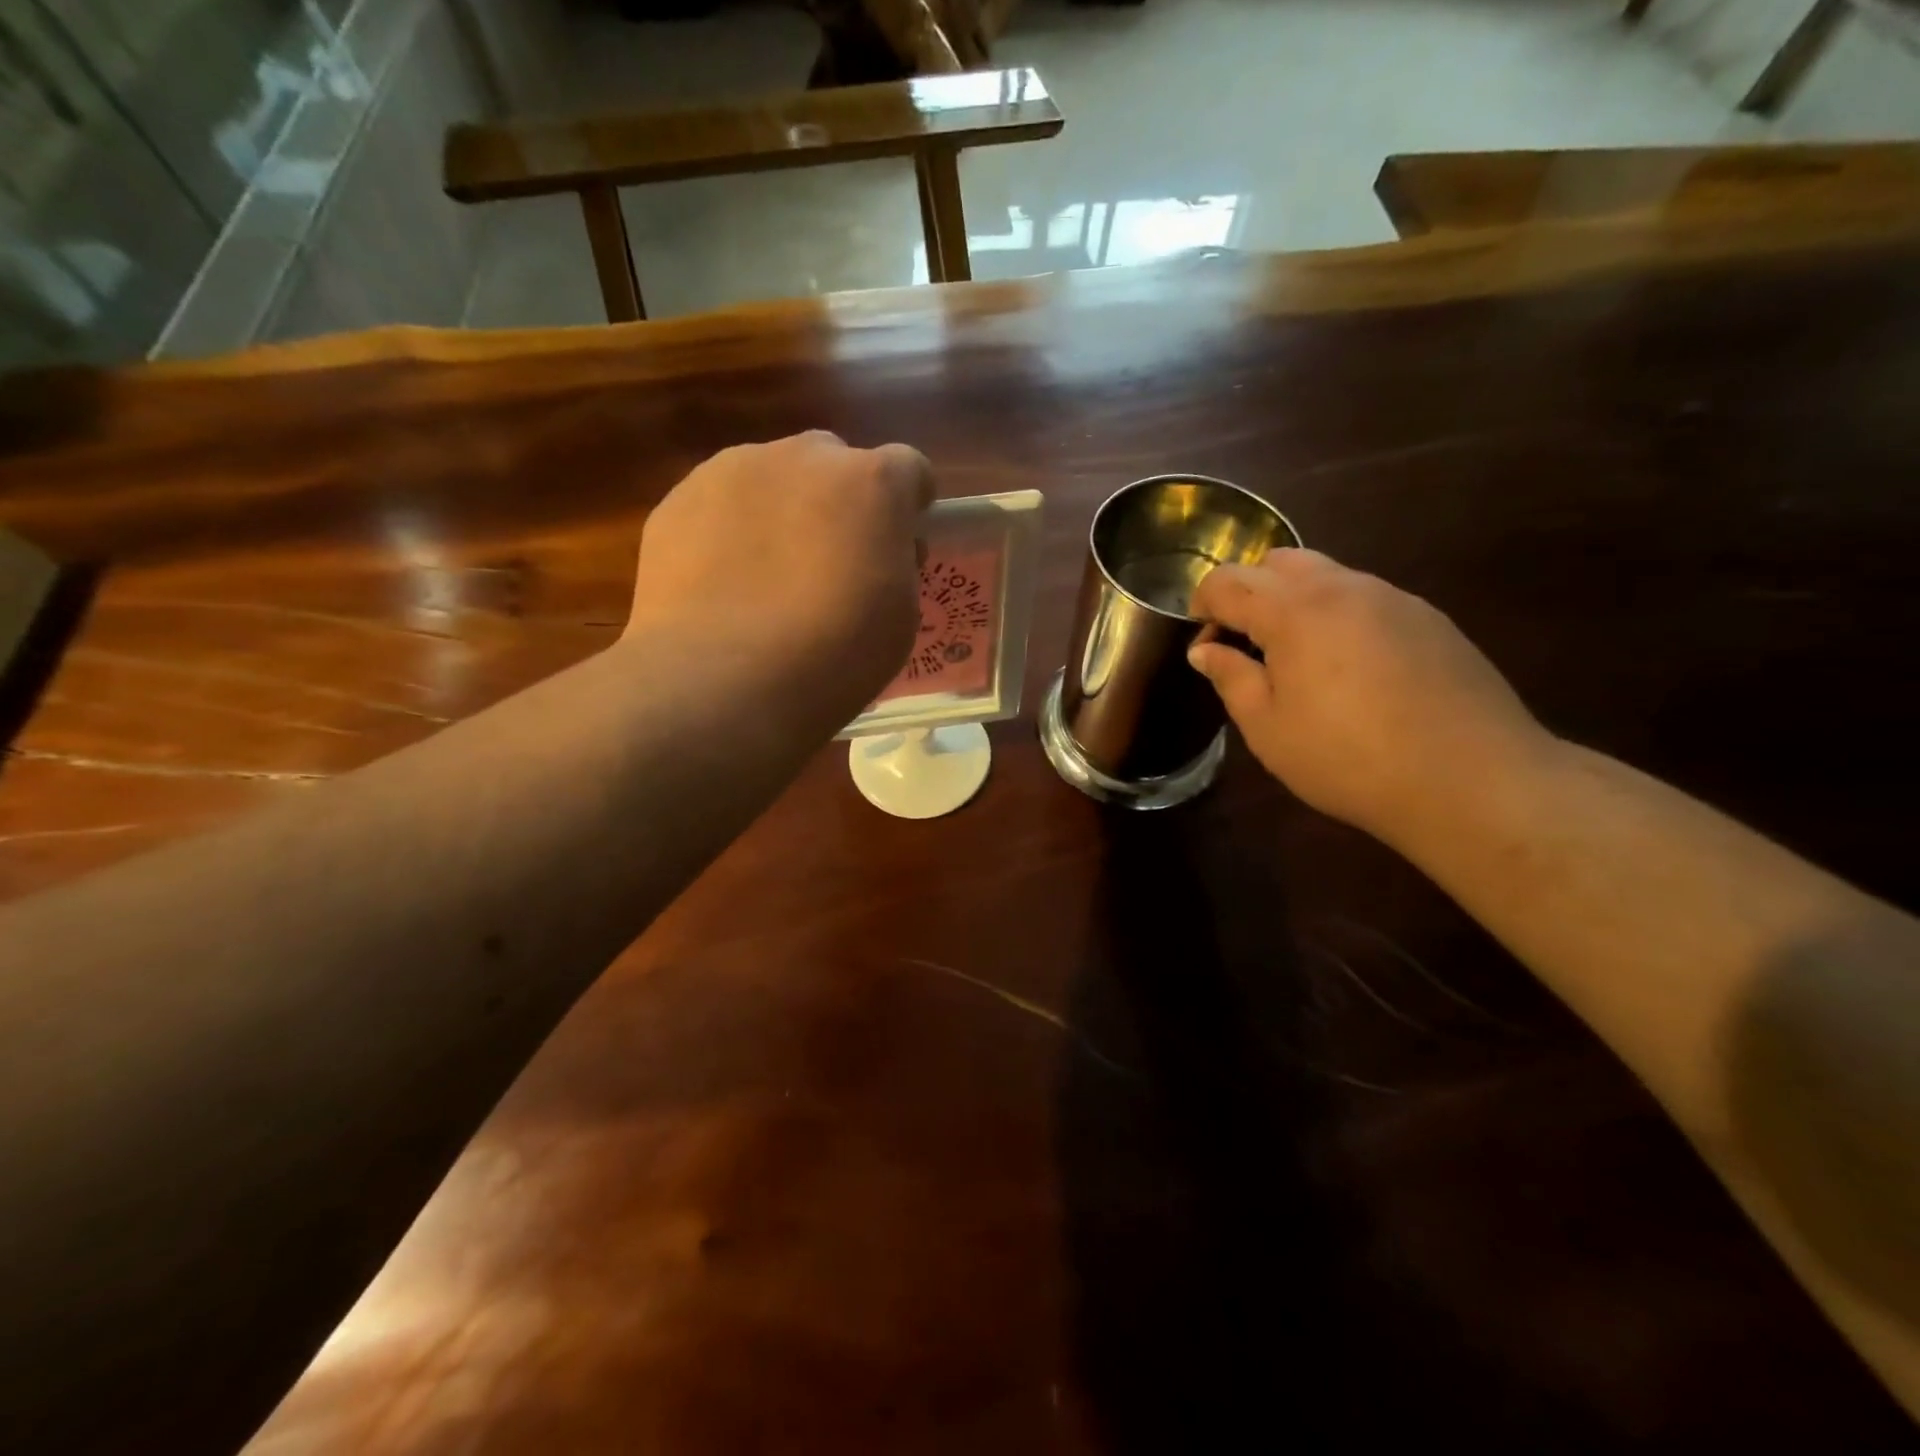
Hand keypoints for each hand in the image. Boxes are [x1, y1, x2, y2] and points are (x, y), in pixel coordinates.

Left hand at [627, 432, 933, 705]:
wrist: (722, 681)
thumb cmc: (833, 655)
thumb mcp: (899, 616)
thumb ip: (895, 563)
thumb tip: (876, 549)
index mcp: (872, 482)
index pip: (909, 468)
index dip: (909, 505)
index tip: (901, 541)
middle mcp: (804, 457)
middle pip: (834, 463)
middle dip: (840, 500)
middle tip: (832, 560)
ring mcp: (732, 470)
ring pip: (772, 478)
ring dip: (782, 511)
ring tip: (766, 576)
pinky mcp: (678, 499)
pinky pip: (719, 505)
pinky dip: (729, 532)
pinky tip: (722, 585)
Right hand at [1188, 549, 1554, 844]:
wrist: (1470, 779)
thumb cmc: (1347, 758)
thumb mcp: (1268, 728)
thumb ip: (1231, 678)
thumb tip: (1205, 650)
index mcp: (1293, 611)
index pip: (1228, 581)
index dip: (1202, 604)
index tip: (1201, 641)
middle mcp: (1343, 588)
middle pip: (1277, 562)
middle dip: (1248, 592)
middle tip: (1243, 644)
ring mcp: (1392, 598)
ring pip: (1326, 575)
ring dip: (1293, 601)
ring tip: (1294, 658)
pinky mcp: (1428, 618)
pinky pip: (1365, 598)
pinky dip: (1337, 615)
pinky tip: (1348, 669)